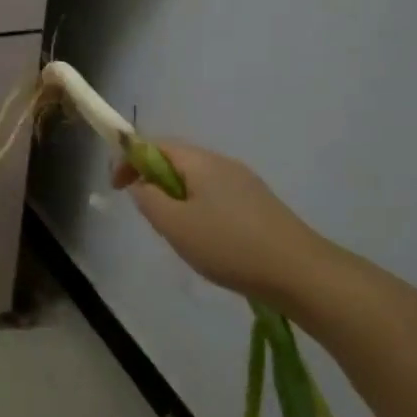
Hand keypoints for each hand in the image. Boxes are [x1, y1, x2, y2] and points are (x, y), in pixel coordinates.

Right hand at [113, 141, 323, 302]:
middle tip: (147, 215)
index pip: (156, 145)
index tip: (116, 187)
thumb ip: (149, 199)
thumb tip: (140, 183)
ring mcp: (245, 183)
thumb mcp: (175, 225)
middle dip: (153, 181)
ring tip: (176, 234)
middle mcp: (224, 163)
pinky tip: (207, 242)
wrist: (299, 271)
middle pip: (178, 160)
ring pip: (197, 181)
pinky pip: (216, 197)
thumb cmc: (229, 245)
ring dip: (176, 198)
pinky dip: (198, 210)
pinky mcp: (259, 204)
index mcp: (201, 162)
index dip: (130, 160)